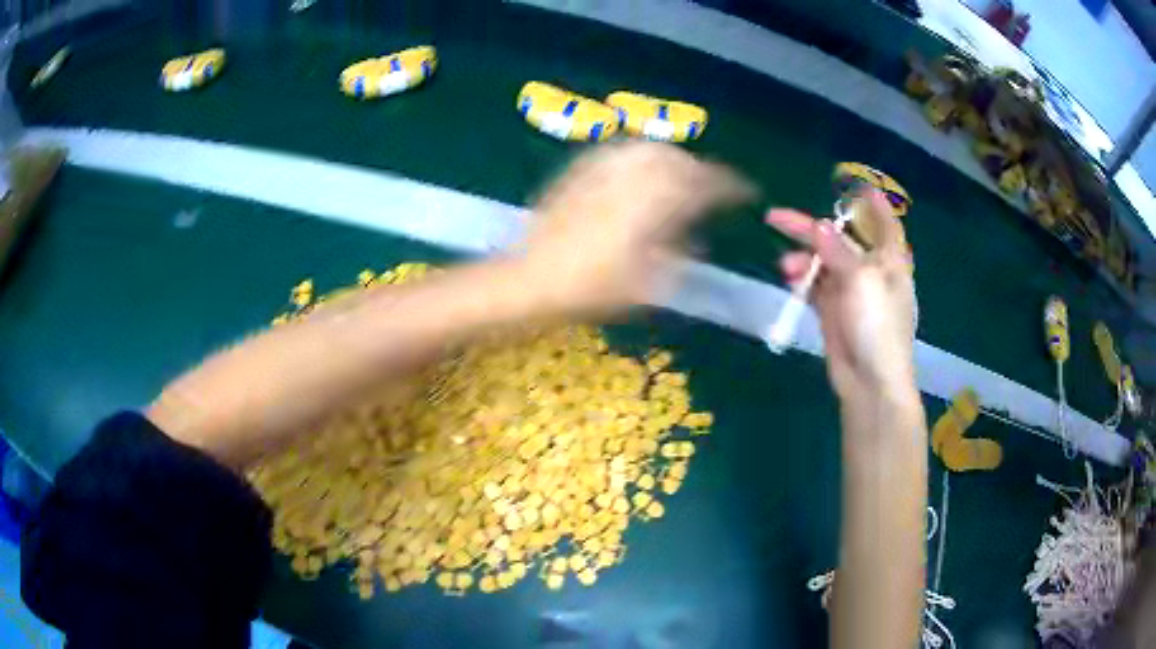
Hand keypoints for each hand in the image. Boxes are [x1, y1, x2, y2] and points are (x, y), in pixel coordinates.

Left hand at [519, 142, 752, 316]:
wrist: (531, 279)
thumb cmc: (592, 289)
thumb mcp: (649, 285)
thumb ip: (679, 254)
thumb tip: (696, 238)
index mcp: (655, 203)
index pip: (704, 184)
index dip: (729, 185)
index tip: (746, 191)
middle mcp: (633, 176)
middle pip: (678, 159)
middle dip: (701, 170)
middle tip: (711, 188)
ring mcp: (603, 169)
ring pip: (649, 149)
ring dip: (672, 159)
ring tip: (680, 176)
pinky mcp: (580, 170)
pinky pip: (619, 151)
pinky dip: (640, 156)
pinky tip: (640, 169)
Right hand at [765, 190, 916, 400]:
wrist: (870, 381)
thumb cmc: (877, 324)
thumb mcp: (861, 279)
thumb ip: (837, 250)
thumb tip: (819, 226)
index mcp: (889, 258)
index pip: (883, 221)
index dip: (871, 201)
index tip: (854, 184)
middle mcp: (871, 269)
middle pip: (840, 238)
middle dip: (810, 229)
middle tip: (775, 218)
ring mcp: (851, 290)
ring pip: (822, 262)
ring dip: (802, 259)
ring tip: (785, 267)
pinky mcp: (833, 310)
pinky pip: (815, 286)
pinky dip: (802, 280)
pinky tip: (789, 279)